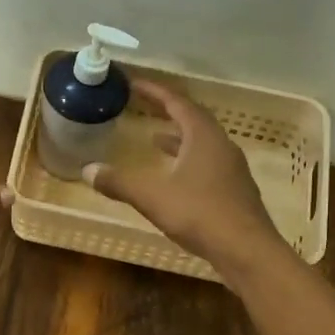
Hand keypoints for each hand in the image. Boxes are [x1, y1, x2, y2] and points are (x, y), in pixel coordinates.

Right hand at [84, 79, 283, 276]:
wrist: (247, 251)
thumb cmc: (199, 213)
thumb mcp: (152, 196)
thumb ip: (119, 182)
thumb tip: (88, 170)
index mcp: (203, 136)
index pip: (177, 103)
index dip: (154, 91)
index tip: (134, 83)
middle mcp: (221, 146)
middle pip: (194, 120)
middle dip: (168, 112)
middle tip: (146, 108)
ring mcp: (232, 170)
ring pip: (202, 144)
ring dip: (179, 139)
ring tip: (155, 140)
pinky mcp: (235, 192)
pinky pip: (208, 166)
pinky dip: (188, 162)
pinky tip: (175, 179)